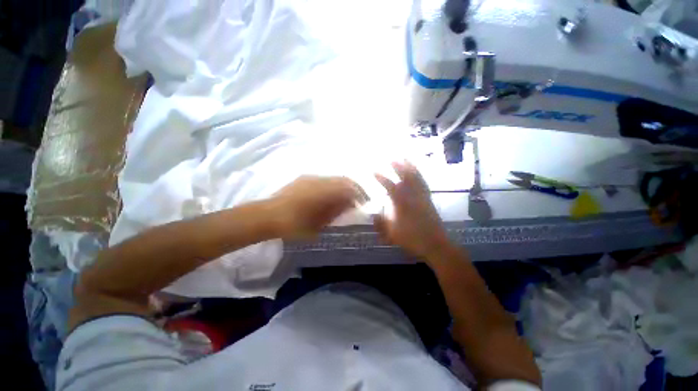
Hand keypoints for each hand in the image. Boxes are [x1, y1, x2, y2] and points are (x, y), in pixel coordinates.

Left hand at [270, 176, 364, 239]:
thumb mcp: (319, 224)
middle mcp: (320, 180)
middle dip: (353, 188)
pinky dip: (331, 186)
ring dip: (341, 186)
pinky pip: (323, 179)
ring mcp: (311, 177)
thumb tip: (349, 205)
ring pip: (333, 178)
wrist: (267, 216)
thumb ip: (336, 212)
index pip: (349, 187)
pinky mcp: (303, 178)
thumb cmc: (295, 224)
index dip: (359, 194)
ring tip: (342, 198)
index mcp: (325, 191)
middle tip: (356, 199)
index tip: (362, 202)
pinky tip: (327, 195)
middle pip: (343, 179)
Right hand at [374, 161, 449, 257]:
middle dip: (398, 167)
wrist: (435, 245)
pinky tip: (417, 173)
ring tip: (406, 159)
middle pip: (406, 178)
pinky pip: (424, 184)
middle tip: (392, 158)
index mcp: (403, 204)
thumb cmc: (412, 239)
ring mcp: (422, 197)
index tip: (374, 171)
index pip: (391, 187)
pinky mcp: (429, 200)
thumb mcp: (392, 234)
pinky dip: (420, 176)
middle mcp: (413, 197)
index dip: (382, 179)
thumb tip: (374, 214)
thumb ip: (381, 223)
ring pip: (416, 179)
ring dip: (410, 168)